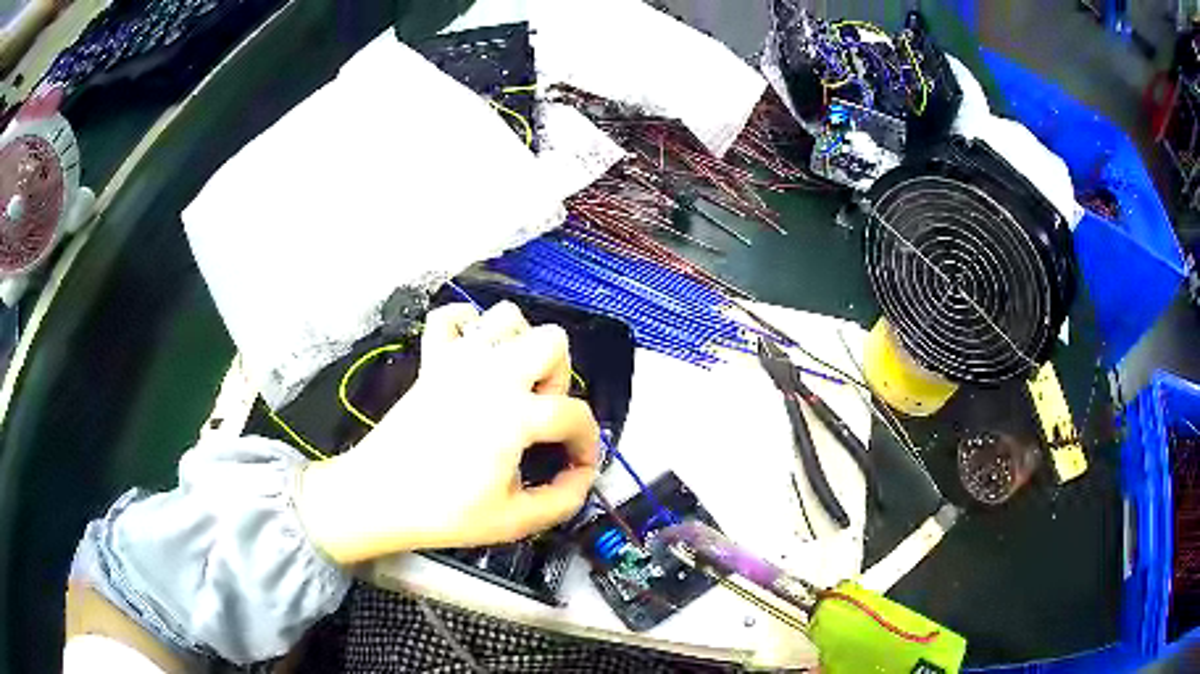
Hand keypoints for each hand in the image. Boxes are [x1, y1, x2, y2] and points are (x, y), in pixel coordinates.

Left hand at [296, 302, 600, 564]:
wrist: (378, 496)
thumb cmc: (444, 512)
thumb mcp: (514, 521)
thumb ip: (563, 501)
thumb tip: (582, 477)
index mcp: (515, 414)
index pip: (575, 415)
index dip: (588, 443)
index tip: (579, 467)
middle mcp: (492, 373)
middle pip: (551, 341)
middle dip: (558, 377)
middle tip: (540, 415)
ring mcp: (458, 359)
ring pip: (506, 316)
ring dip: (519, 345)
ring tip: (511, 384)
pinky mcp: (431, 360)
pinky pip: (449, 317)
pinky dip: (466, 326)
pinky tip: (471, 357)